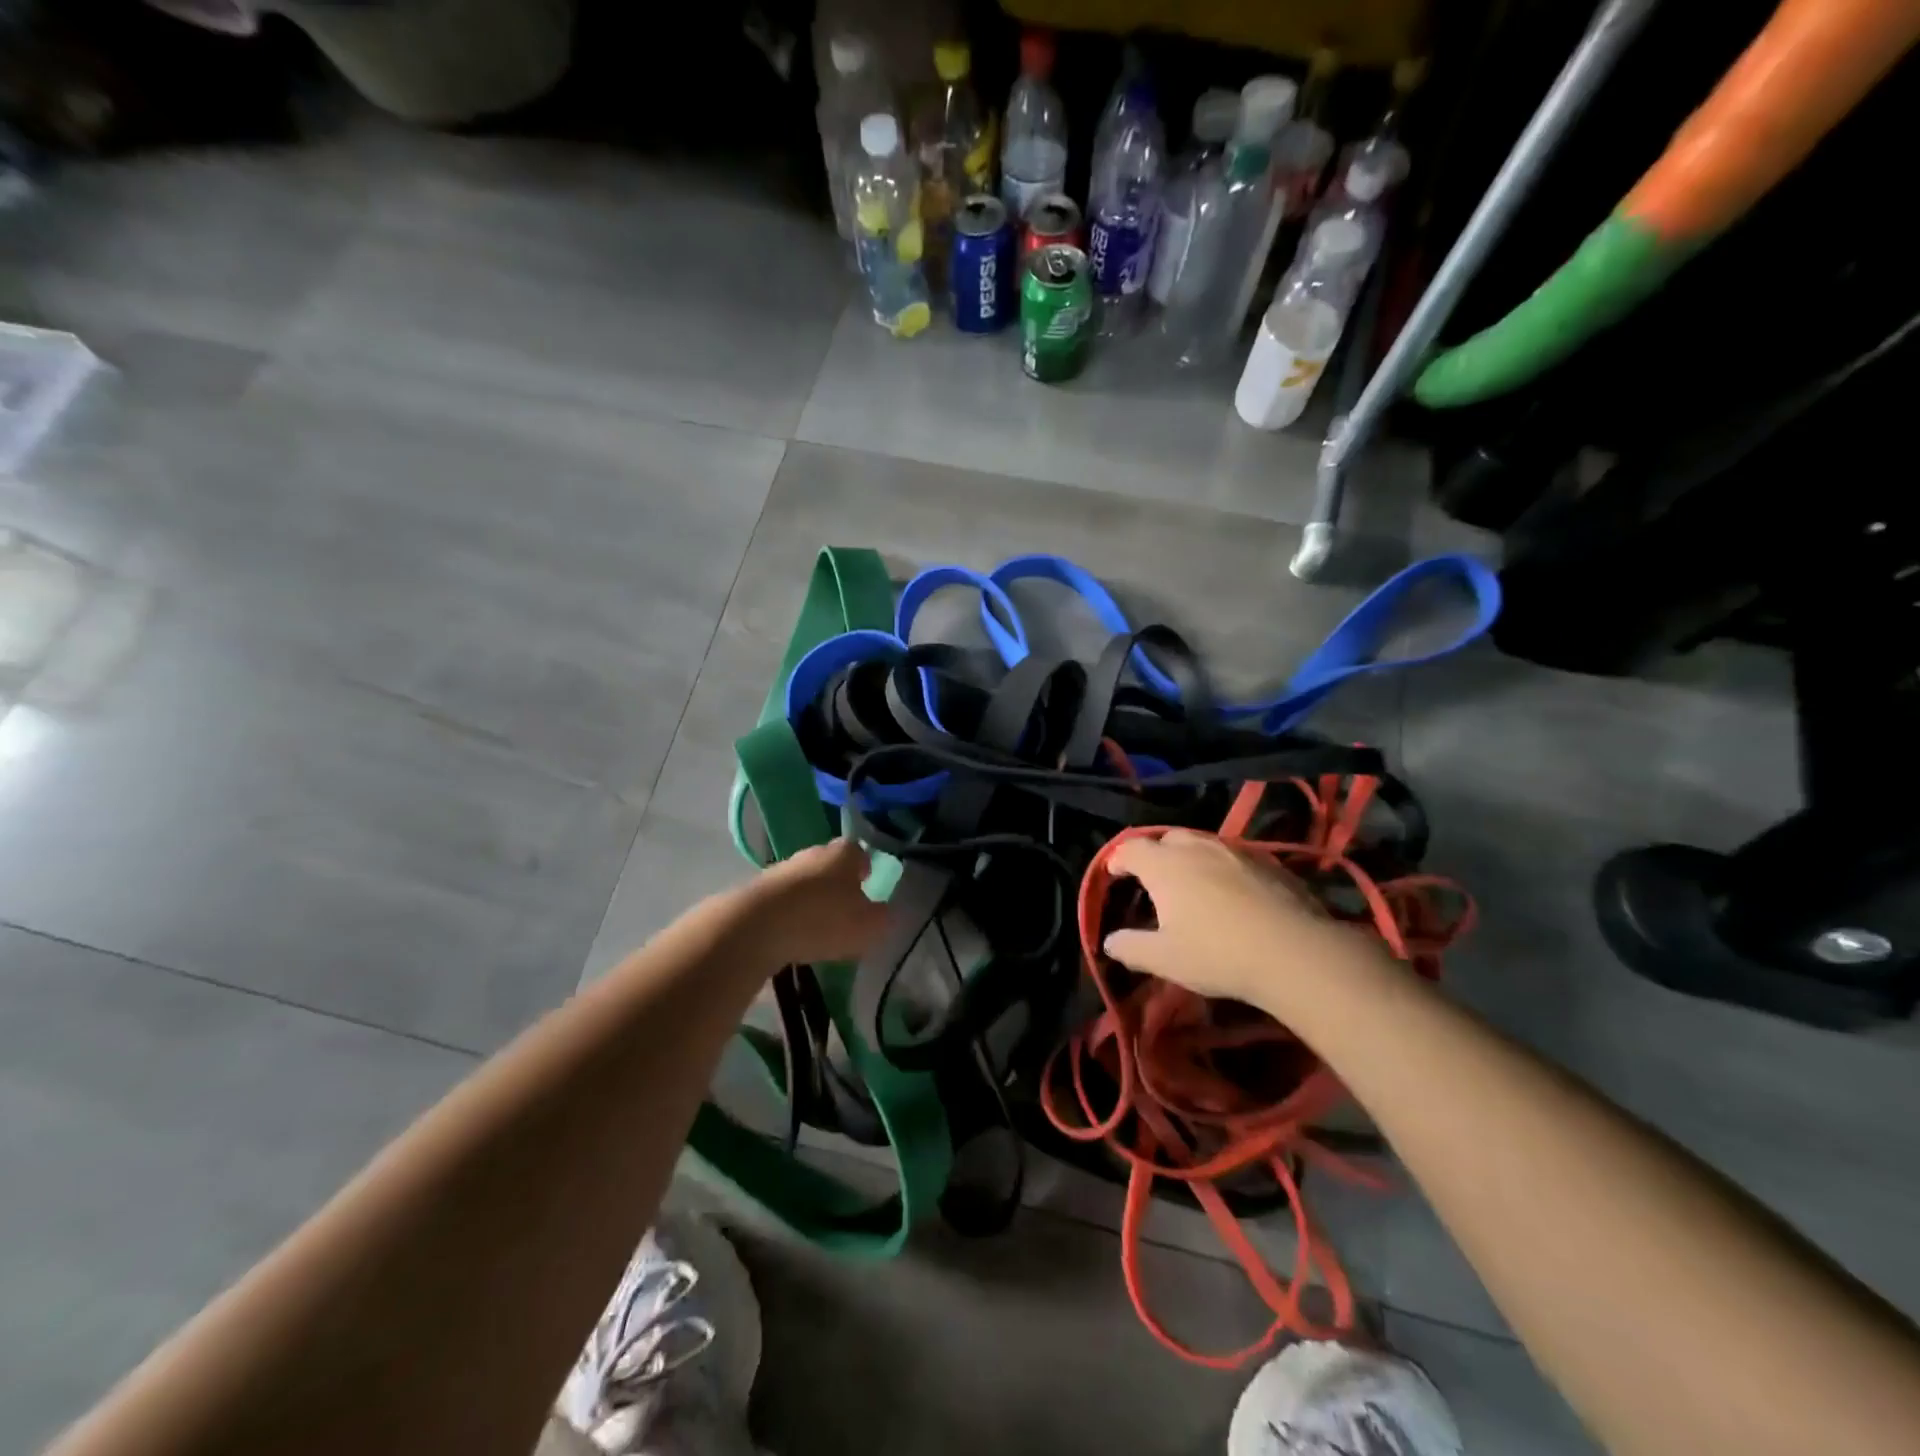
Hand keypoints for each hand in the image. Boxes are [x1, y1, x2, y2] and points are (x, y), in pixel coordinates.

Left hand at [731, 837, 889, 968]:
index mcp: (844, 853)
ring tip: (817, 930)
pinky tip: (791, 936)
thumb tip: (883, 913)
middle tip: (844, 912)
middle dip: (838, 885)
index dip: (865, 870)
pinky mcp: (757, 890)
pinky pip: (783, 900)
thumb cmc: (823, 919)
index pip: (860, 854)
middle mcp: (813, 852)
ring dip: (812, 900)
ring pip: (805, 882)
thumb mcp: (868, 926)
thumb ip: (882, 918)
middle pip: (830, 865)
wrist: (756, 926)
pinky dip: (789, 914)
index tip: (867, 888)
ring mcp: (782, 869)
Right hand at [1102, 830, 1395, 1015]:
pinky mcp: (1268, 862)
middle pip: (1167, 838)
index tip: (1115, 874)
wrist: (1293, 952)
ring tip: (1192, 883)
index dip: (1118, 859)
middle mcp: (1196, 847)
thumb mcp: (1164, 959)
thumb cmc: (1216, 954)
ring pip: (1203, 844)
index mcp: (1164, 864)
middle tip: (1154, 879)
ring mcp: (1235, 851)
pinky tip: (1232, 894)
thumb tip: (1109, 942)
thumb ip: (1130, 947)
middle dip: (1155, 853)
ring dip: (1190, 858)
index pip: (1131, 848)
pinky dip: (1223, 869)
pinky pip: (1235, 857)